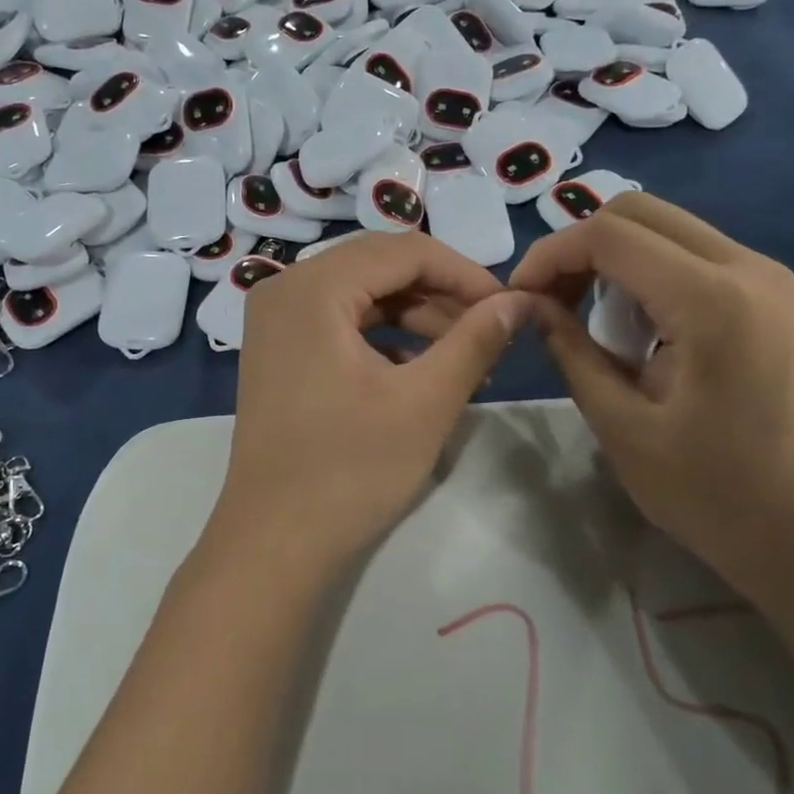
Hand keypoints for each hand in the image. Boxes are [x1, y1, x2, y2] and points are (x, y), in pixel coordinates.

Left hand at [206, 234, 530, 577]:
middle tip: (489, 331)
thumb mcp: (426, 402)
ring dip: (416, 316)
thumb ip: (475, 340)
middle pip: (380, 266)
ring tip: (465, 357)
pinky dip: (384, 336)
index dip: (464, 273)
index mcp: (313, 287)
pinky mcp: (277, 349)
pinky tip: (419, 369)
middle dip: (441, 294)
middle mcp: (285, 287)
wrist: (273, 543)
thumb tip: (520, 301)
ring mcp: (275, 319)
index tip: (508, 308)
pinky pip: (340, 321)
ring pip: (362, 294)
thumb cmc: (350, 471)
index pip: (405, 250)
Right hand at [509, 194, 793, 606]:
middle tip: (551, 302)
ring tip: (586, 315)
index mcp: (711, 301)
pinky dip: (645, 270)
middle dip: (579, 247)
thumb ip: (570, 350)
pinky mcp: (770, 293)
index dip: (551, 255)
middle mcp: (747, 268)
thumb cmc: (711, 493)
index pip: (610, 235)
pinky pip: (690, 251)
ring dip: (612, 257)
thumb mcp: (619, 425)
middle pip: (638, 212)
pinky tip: (634, 323)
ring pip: (664, 226)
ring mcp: (766, 276)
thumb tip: (531, 303)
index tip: (520, 296)